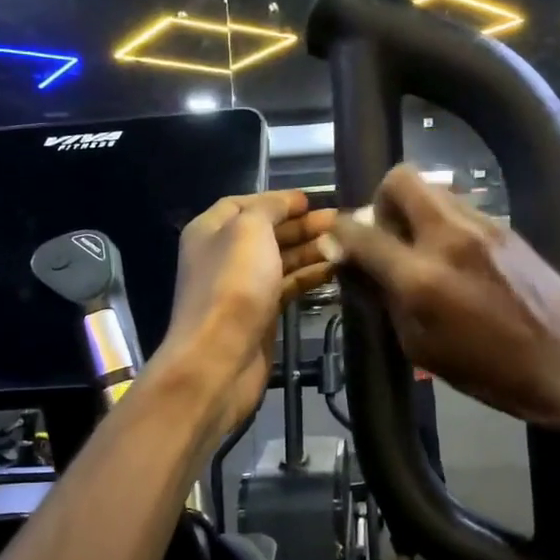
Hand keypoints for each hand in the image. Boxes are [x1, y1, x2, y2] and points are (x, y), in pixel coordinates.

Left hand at [159, 190, 337, 436]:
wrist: (220, 359)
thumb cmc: (233, 285)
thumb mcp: (249, 230)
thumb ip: (269, 208)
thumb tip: (289, 202)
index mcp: (210, 230)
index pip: (244, 203)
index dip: (277, 199)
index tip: (312, 200)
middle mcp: (223, 255)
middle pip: (266, 231)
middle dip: (302, 224)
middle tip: (341, 220)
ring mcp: (242, 288)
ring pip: (281, 260)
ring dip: (312, 249)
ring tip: (348, 242)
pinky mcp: (260, 315)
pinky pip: (288, 286)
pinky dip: (310, 275)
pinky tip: (337, 269)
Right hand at [322, 165, 559, 427]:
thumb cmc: (485, 370)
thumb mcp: (419, 346)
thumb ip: (385, 298)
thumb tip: (358, 265)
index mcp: (419, 278)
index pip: (361, 233)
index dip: (339, 233)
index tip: (338, 241)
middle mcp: (447, 238)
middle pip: (400, 180)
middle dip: (382, 199)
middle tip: (387, 231)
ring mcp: (481, 226)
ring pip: (433, 189)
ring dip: (416, 209)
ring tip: (422, 245)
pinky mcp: (505, 227)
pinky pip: (461, 208)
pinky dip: (445, 222)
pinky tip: (456, 256)